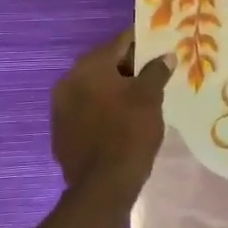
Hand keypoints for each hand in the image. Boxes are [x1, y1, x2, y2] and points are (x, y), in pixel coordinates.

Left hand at [51, 31, 171, 213]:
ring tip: (143, 97)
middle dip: (131, 66)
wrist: (102, 186)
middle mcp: (69, 80)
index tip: (162, 44)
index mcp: (89, 66)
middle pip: (106, 63)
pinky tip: (123, 119)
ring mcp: (61, 107)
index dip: (144, 42)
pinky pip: (88, 109)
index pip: (121, 42)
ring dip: (116, 88)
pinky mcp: (62, 130)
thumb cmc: (129, 133)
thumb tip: (165, 56)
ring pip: (96, 87)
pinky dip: (104, 108)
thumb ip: (157, 71)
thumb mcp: (150, 97)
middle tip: (157, 71)